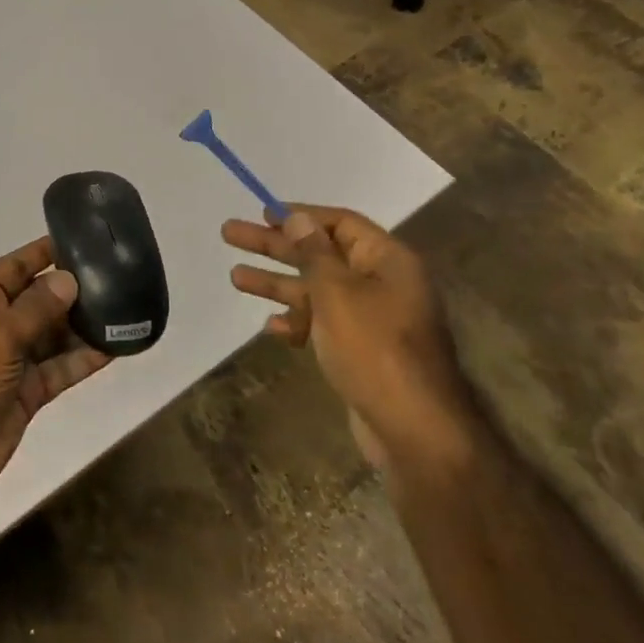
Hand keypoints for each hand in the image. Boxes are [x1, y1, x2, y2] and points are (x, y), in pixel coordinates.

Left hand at [0, 236, 110, 507]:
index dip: (44, 253)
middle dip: (72, 290)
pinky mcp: (27, 392)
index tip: (82, 240)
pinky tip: (116, 347)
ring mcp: (11, 360)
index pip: (14, 266)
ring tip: (125, 308)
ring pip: (53, 335)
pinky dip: (83, 359)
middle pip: (38, 300)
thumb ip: (36, 308)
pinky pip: (59, 368)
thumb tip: (69, 279)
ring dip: (83, 326)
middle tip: (118, 276)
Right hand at [223, 206, 478, 481]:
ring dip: (277, 283)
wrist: (413, 429)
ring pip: (316, 290)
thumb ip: (313, 253)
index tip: (262, 213)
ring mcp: (371, 319)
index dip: (300, 215)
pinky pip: (323, 324)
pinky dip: (297, 322)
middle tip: (231, 234)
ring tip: (235, 277)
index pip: (340, 223)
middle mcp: (381, 284)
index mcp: (386, 261)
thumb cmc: (373, 348)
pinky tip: (271, 327)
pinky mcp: (361, 351)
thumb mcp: (337, 292)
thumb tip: (298, 217)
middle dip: (274, 246)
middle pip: (320, 253)